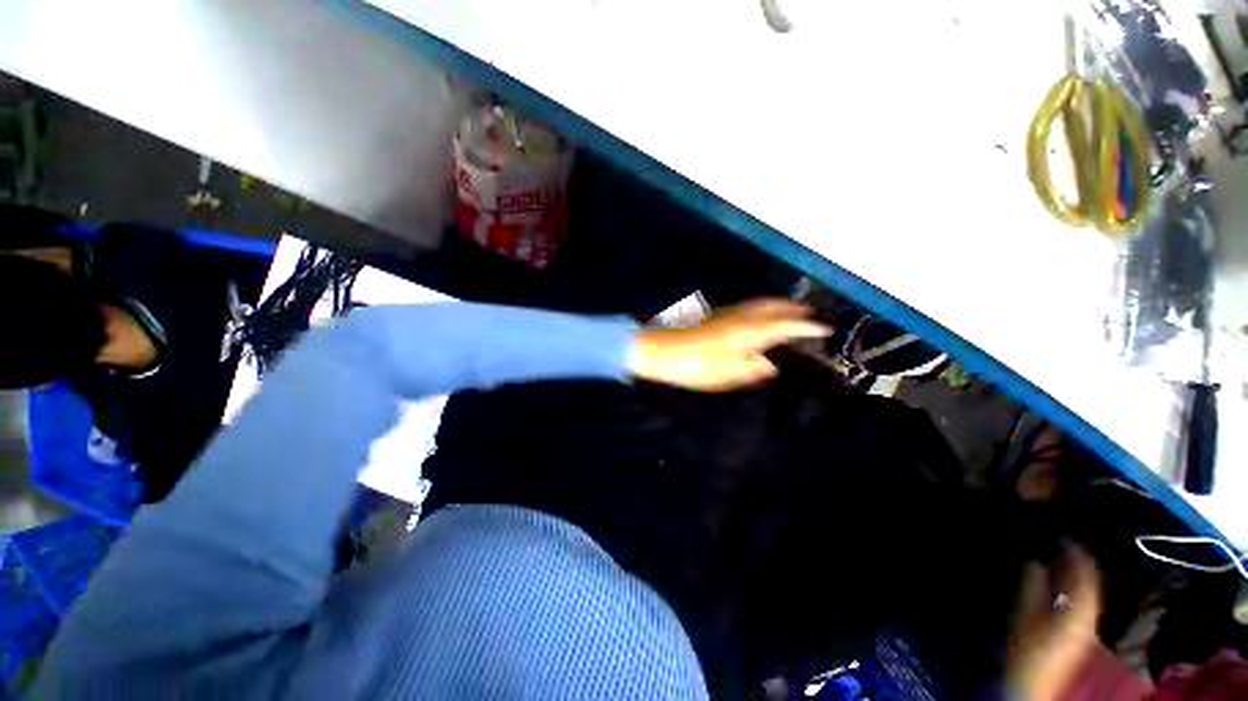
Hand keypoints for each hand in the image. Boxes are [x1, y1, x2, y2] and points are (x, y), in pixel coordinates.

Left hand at [630, 299, 830, 391]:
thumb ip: (750, 369)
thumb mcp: (725, 375)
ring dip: (777, 305)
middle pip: (772, 307)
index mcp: (747, 333)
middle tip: (809, 314)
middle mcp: (740, 318)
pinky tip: (757, 317)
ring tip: (789, 312)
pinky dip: (761, 308)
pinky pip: (747, 307)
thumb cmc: (694, 365)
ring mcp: (726, 314)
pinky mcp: (715, 316)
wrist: (660, 349)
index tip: (824, 328)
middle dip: (793, 308)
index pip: (784, 326)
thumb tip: (769, 364)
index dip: (805, 327)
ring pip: (758, 304)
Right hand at [1007, 548, 1101, 700]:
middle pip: (1091, 581)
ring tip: (1058, 554)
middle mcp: (1091, 614)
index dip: (1076, 551)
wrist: (1035, 683)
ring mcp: (1088, 623)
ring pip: (1088, 589)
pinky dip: (1074, 585)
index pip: (1087, 574)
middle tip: (1058, 540)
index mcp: (1081, 610)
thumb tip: (1034, 560)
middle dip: (1077, 559)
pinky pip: (1083, 599)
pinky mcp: (1081, 629)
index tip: (1062, 533)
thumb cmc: (1029, 648)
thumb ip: (1031, 587)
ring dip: (1075, 572)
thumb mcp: (1025, 616)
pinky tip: (1060, 580)